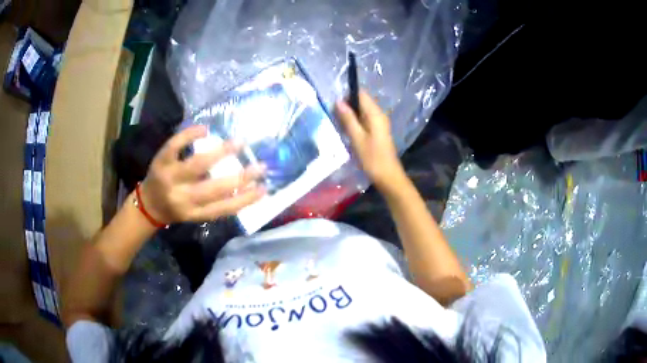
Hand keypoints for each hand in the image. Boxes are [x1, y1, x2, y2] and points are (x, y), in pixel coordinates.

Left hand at [139, 126, 265, 223]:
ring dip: (221, 152)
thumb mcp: (195, 214)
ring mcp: (170, 177)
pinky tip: (205, 129)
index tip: (263, 189)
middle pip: (213, 188)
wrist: (147, 204)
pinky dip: (190, 135)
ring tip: (240, 143)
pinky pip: (175, 145)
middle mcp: (182, 197)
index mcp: (193, 213)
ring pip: (197, 164)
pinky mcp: (161, 160)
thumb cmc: (175, 208)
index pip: (223, 208)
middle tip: (261, 166)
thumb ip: (214, 204)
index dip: (245, 199)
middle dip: (241, 177)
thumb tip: (242, 187)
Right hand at [335, 91, 404, 191]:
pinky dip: (354, 123)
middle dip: (346, 105)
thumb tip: (338, 101)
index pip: (361, 94)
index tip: (333, 102)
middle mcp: (379, 115)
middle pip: (361, 102)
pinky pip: (364, 120)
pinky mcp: (377, 131)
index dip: (347, 95)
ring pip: (361, 112)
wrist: (388, 176)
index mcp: (375, 114)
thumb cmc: (372, 158)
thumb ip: (348, 119)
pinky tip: (346, 131)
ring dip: (349, 115)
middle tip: (332, 114)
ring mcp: (379, 123)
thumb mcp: (357, 138)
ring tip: (336, 122)